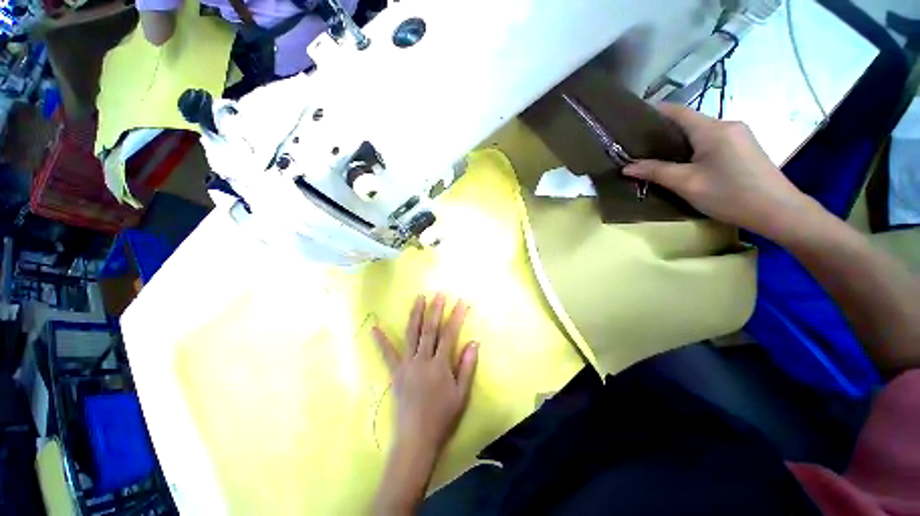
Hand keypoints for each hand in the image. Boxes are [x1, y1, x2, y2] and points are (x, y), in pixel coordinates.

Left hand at [373, 294, 478, 455]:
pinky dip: (381, 341)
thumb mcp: (462, 394)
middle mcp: (422, 360)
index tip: (461, 302)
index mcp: (440, 365)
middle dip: (435, 309)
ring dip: (415, 314)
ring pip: (411, 334)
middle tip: (439, 293)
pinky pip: (387, 354)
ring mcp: (406, 365)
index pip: (449, 335)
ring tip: (419, 298)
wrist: (417, 439)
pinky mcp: (396, 373)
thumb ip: (467, 366)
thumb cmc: (443, 417)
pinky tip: (374, 328)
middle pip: (429, 329)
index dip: (456, 317)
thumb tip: (474, 341)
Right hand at [623, 104, 818, 240]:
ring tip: (656, 156)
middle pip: (689, 122)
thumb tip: (627, 167)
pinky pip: (712, 141)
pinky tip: (684, 163)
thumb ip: (656, 172)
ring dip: (678, 141)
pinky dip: (693, 148)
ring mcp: (739, 136)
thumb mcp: (687, 184)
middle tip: (639, 145)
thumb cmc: (729, 194)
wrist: (778, 211)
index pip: (678, 112)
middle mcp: (727, 125)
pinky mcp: (744, 148)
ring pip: (700, 133)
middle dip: (663, 131)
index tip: (633, 119)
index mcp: (712, 129)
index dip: (654, 112)